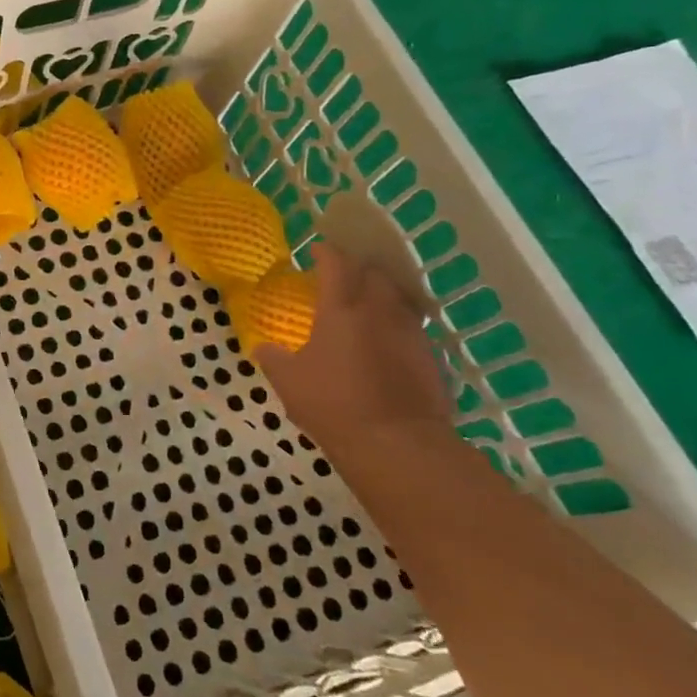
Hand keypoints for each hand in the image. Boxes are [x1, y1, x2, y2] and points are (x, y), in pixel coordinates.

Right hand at [253, 244, 452, 445]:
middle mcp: (380, 311)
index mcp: (341, 309)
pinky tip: (386, 344)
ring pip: (399, 298)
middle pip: (375, 273)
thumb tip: (264, 347)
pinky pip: (413, 329)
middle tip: (343, 279)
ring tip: (367, 308)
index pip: (337, 264)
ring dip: (383, 295)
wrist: (398, 445)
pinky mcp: (431, 358)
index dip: (327, 253)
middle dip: (359, 269)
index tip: (317, 251)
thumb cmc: (334, 405)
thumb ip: (273, 358)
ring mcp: (411, 333)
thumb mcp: (288, 382)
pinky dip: (398, 327)